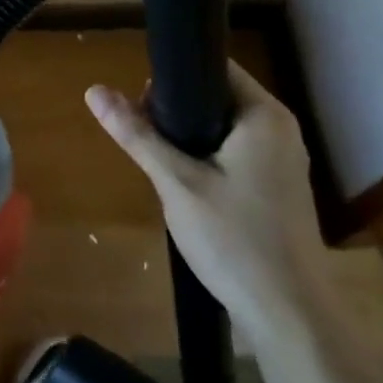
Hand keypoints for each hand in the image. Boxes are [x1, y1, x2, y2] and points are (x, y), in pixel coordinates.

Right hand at [87, 62, 333, 353]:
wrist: (288, 314)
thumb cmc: (234, 239)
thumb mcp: (176, 183)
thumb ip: (137, 134)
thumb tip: (94, 90)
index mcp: (264, 116)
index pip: (214, 68)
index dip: (172, 77)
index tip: (139, 103)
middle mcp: (280, 129)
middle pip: (216, 98)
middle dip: (175, 113)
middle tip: (145, 139)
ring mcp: (282, 160)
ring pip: (222, 129)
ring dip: (188, 139)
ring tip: (160, 164)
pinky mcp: (277, 187)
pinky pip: (234, 153)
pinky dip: (206, 159)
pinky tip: (185, 186)